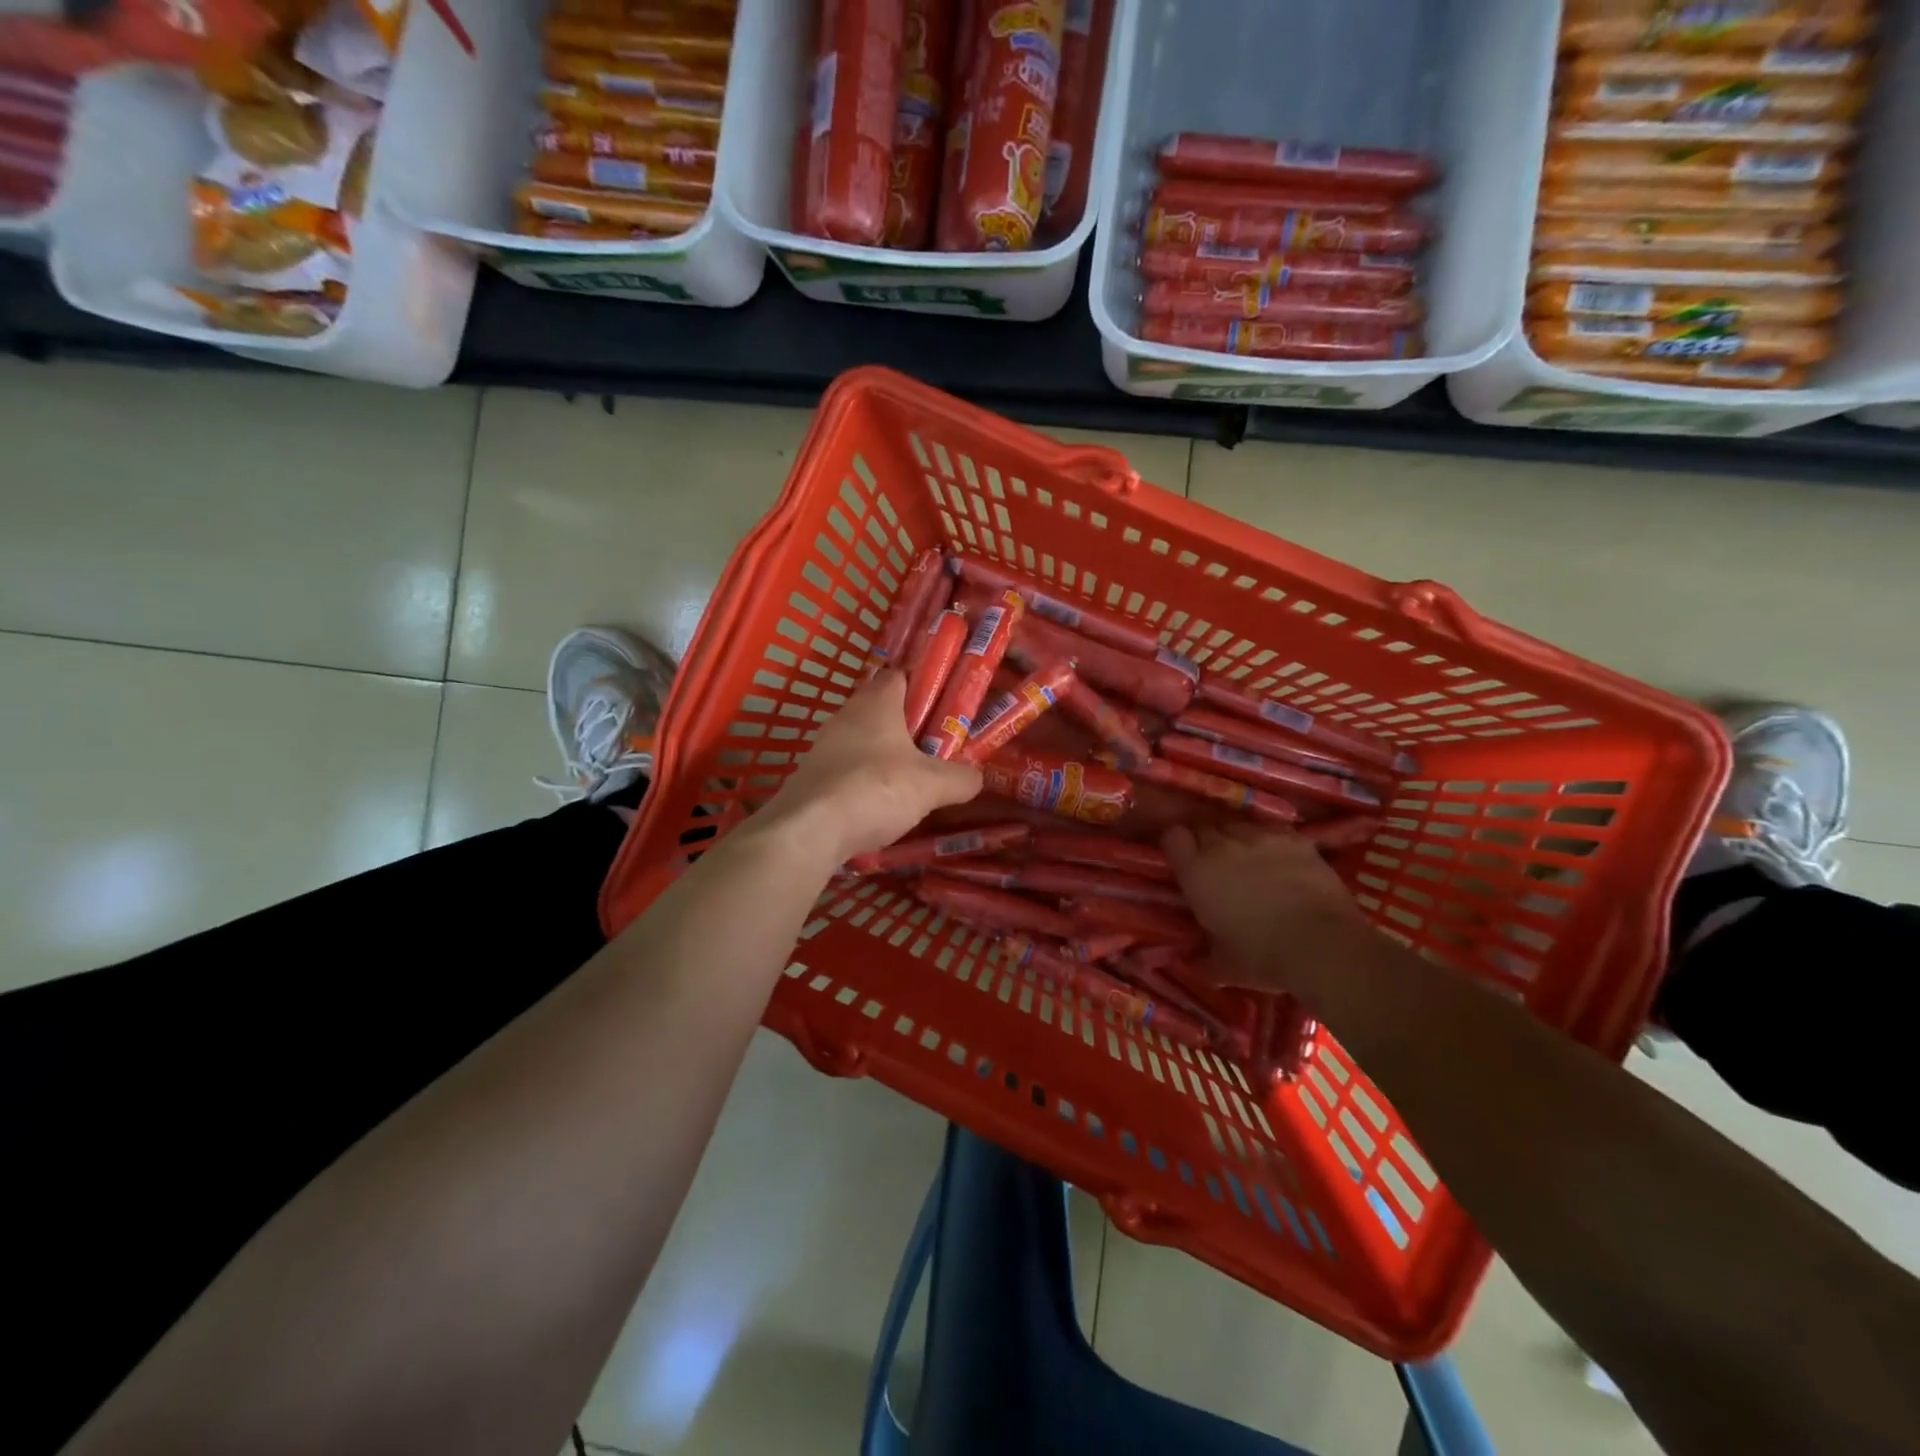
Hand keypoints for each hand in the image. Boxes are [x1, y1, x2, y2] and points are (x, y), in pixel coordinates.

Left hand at [763, 672, 981, 862]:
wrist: (810, 830)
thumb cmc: (876, 789)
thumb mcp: (932, 785)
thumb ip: (960, 778)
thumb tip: (976, 777)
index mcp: (876, 703)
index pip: (899, 676)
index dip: (922, 685)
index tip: (945, 703)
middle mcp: (845, 716)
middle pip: (880, 710)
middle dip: (906, 726)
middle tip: (935, 746)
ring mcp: (823, 748)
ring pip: (861, 742)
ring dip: (883, 756)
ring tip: (912, 780)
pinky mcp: (811, 778)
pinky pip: (845, 771)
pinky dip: (863, 782)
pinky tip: (879, 805)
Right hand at [1162, 822, 1371, 998]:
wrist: (1321, 945)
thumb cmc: (1262, 956)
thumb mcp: (1222, 965)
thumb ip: (1202, 957)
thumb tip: (1192, 962)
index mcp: (1197, 871)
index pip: (1173, 836)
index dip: (1178, 846)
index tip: (1184, 861)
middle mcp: (1223, 844)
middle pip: (1206, 827)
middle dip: (1208, 843)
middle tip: (1218, 867)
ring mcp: (1261, 837)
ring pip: (1240, 827)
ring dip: (1240, 841)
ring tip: (1252, 862)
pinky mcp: (1295, 839)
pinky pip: (1274, 832)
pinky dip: (1274, 843)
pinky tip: (1284, 861)